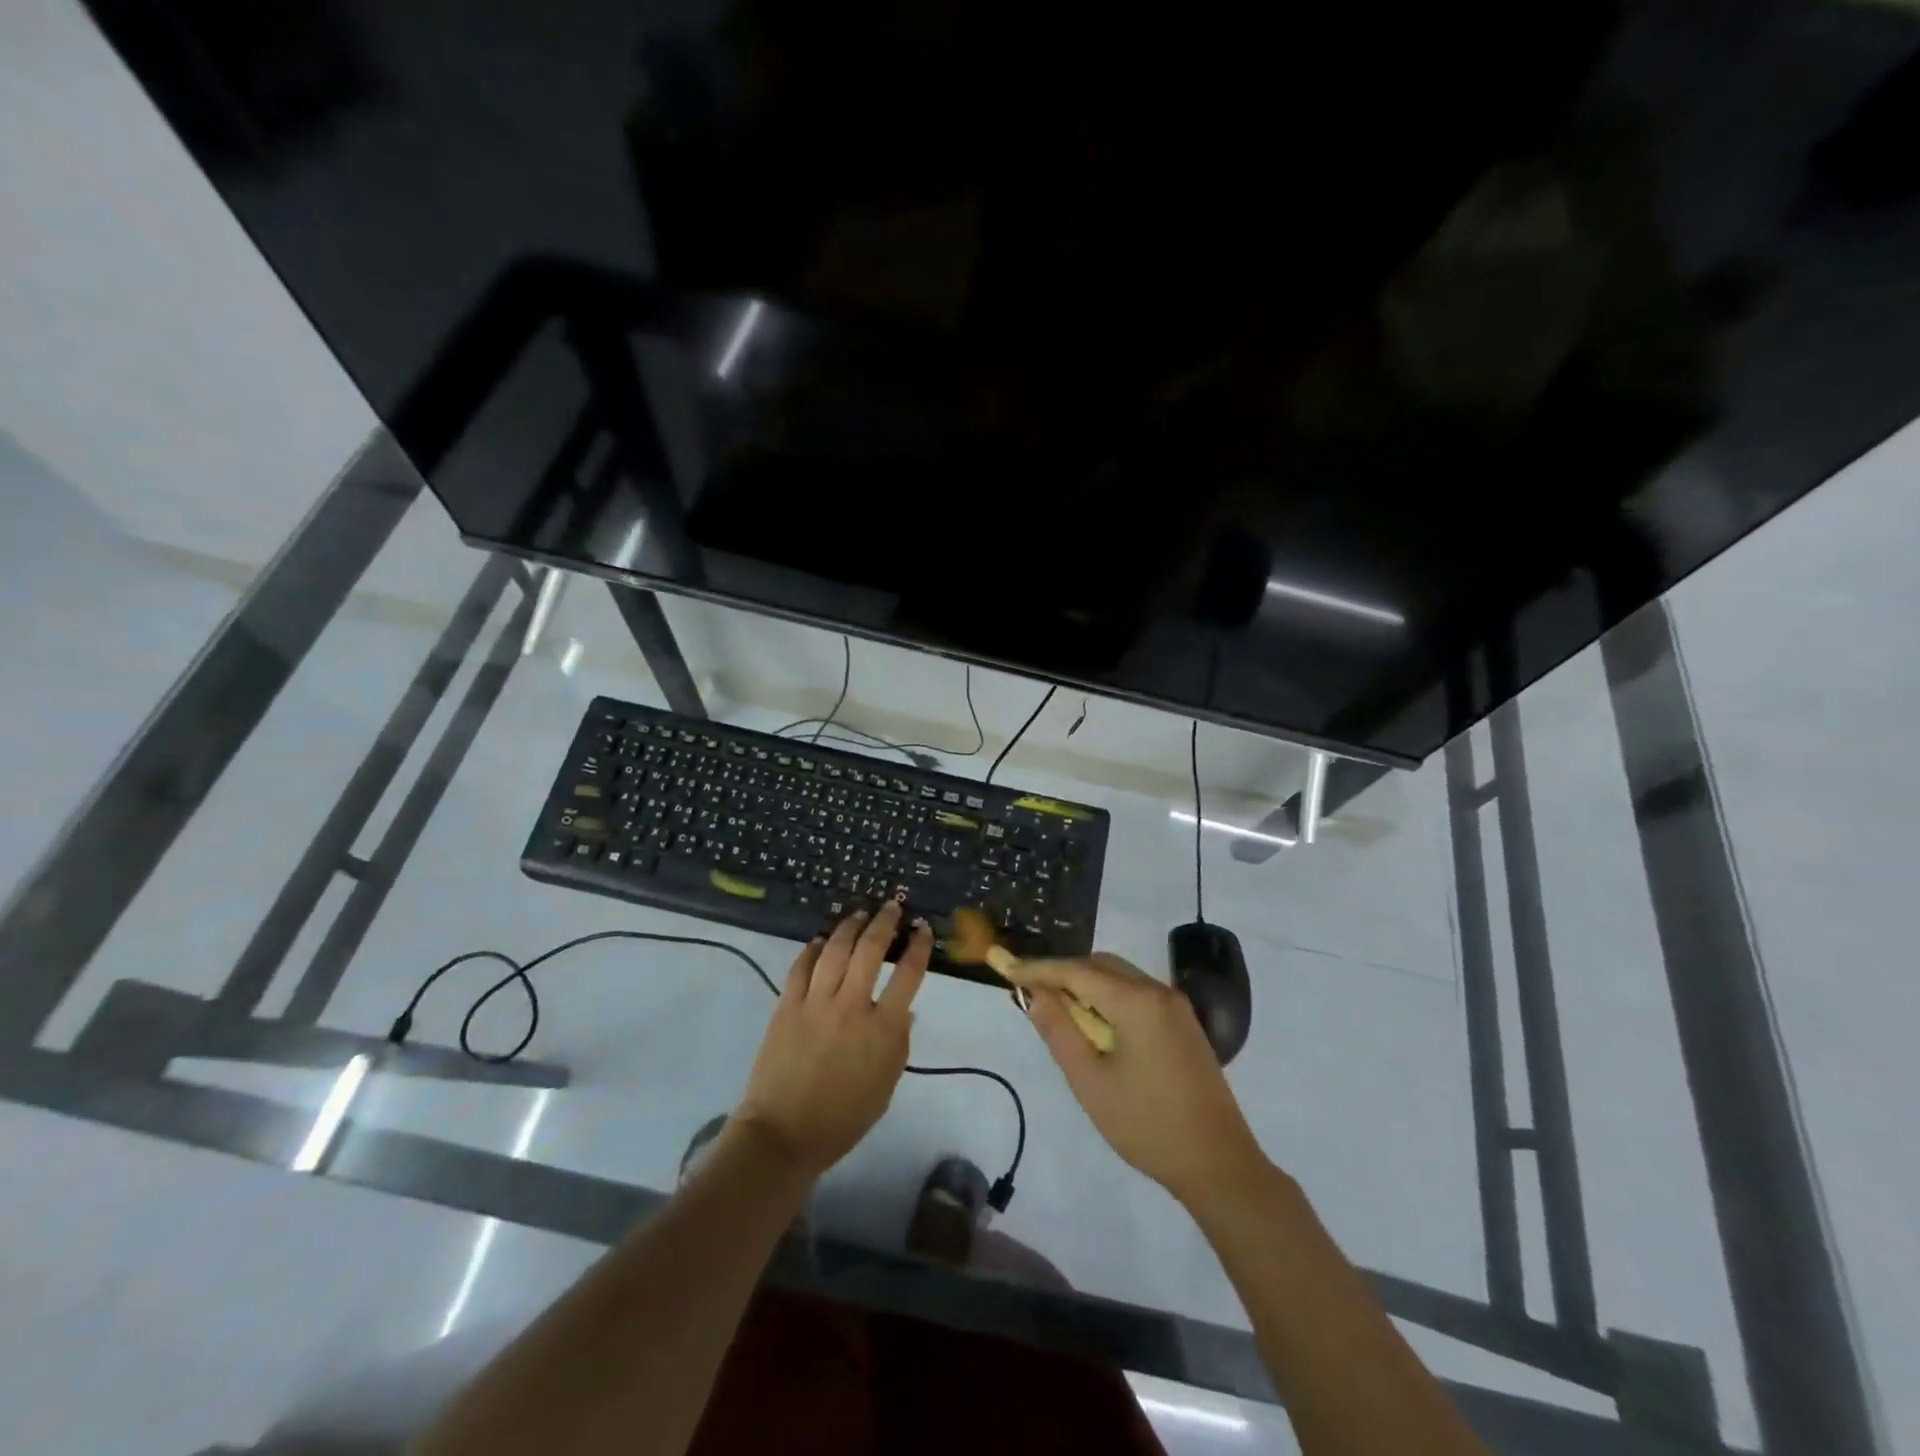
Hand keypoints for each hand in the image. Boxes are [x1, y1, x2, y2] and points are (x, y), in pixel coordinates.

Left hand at [735, 902, 930, 1177]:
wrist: (784, 1134)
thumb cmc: (844, 1118)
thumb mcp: (886, 1085)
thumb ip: (898, 1043)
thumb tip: (905, 1010)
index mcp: (883, 1029)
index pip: (908, 975)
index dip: (918, 947)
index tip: (922, 929)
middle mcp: (852, 1006)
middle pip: (871, 950)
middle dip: (885, 922)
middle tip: (892, 906)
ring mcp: (816, 1003)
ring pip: (836, 950)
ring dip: (850, 927)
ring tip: (859, 913)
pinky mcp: (787, 1006)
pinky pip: (801, 967)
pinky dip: (813, 949)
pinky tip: (821, 940)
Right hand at [1006, 953, 1265, 1207]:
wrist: (1219, 1164)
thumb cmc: (1147, 1125)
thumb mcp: (1090, 1081)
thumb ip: (1059, 1031)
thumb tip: (1033, 995)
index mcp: (1136, 1002)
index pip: (1077, 971)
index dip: (1040, 969)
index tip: (1008, 970)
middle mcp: (1158, 992)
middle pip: (1100, 965)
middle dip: (1063, 973)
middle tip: (1030, 992)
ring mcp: (1175, 1007)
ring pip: (1120, 977)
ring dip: (1086, 984)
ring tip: (1057, 1009)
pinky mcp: (1183, 1024)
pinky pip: (1137, 993)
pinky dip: (1109, 997)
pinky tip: (1095, 1023)